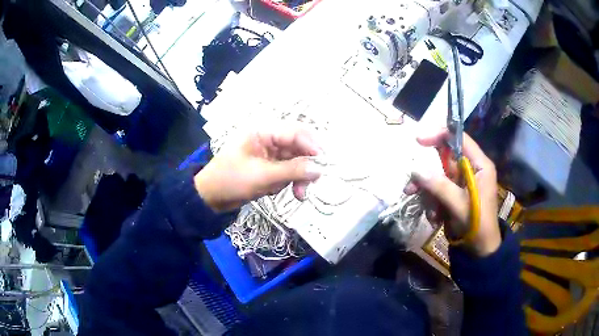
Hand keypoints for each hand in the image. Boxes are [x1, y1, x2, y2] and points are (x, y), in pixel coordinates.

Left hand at [194, 127, 322, 212]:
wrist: (210, 198)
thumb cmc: (231, 181)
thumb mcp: (262, 176)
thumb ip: (292, 171)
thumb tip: (319, 169)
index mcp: (263, 133)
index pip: (295, 133)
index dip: (312, 146)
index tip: (323, 164)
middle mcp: (268, 140)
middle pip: (298, 147)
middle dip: (305, 166)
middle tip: (311, 183)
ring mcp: (269, 155)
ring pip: (295, 161)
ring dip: (298, 177)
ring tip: (298, 195)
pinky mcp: (269, 168)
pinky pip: (287, 171)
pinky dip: (289, 182)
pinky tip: (280, 191)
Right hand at [405, 129, 500, 256]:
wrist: (480, 251)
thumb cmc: (477, 225)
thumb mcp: (459, 205)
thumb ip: (439, 186)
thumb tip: (415, 170)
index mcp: (479, 165)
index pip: (460, 139)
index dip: (440, 135)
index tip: (419, 141)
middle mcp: (471, 169)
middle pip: (445, 159)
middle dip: (428, 174)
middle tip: (411, 185)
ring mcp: (463, 183)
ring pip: (439, 176)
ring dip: (428, 191)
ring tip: (424, 209)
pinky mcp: (456, 194)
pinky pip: (439, 190)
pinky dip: (432, 201)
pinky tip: (434, 217)